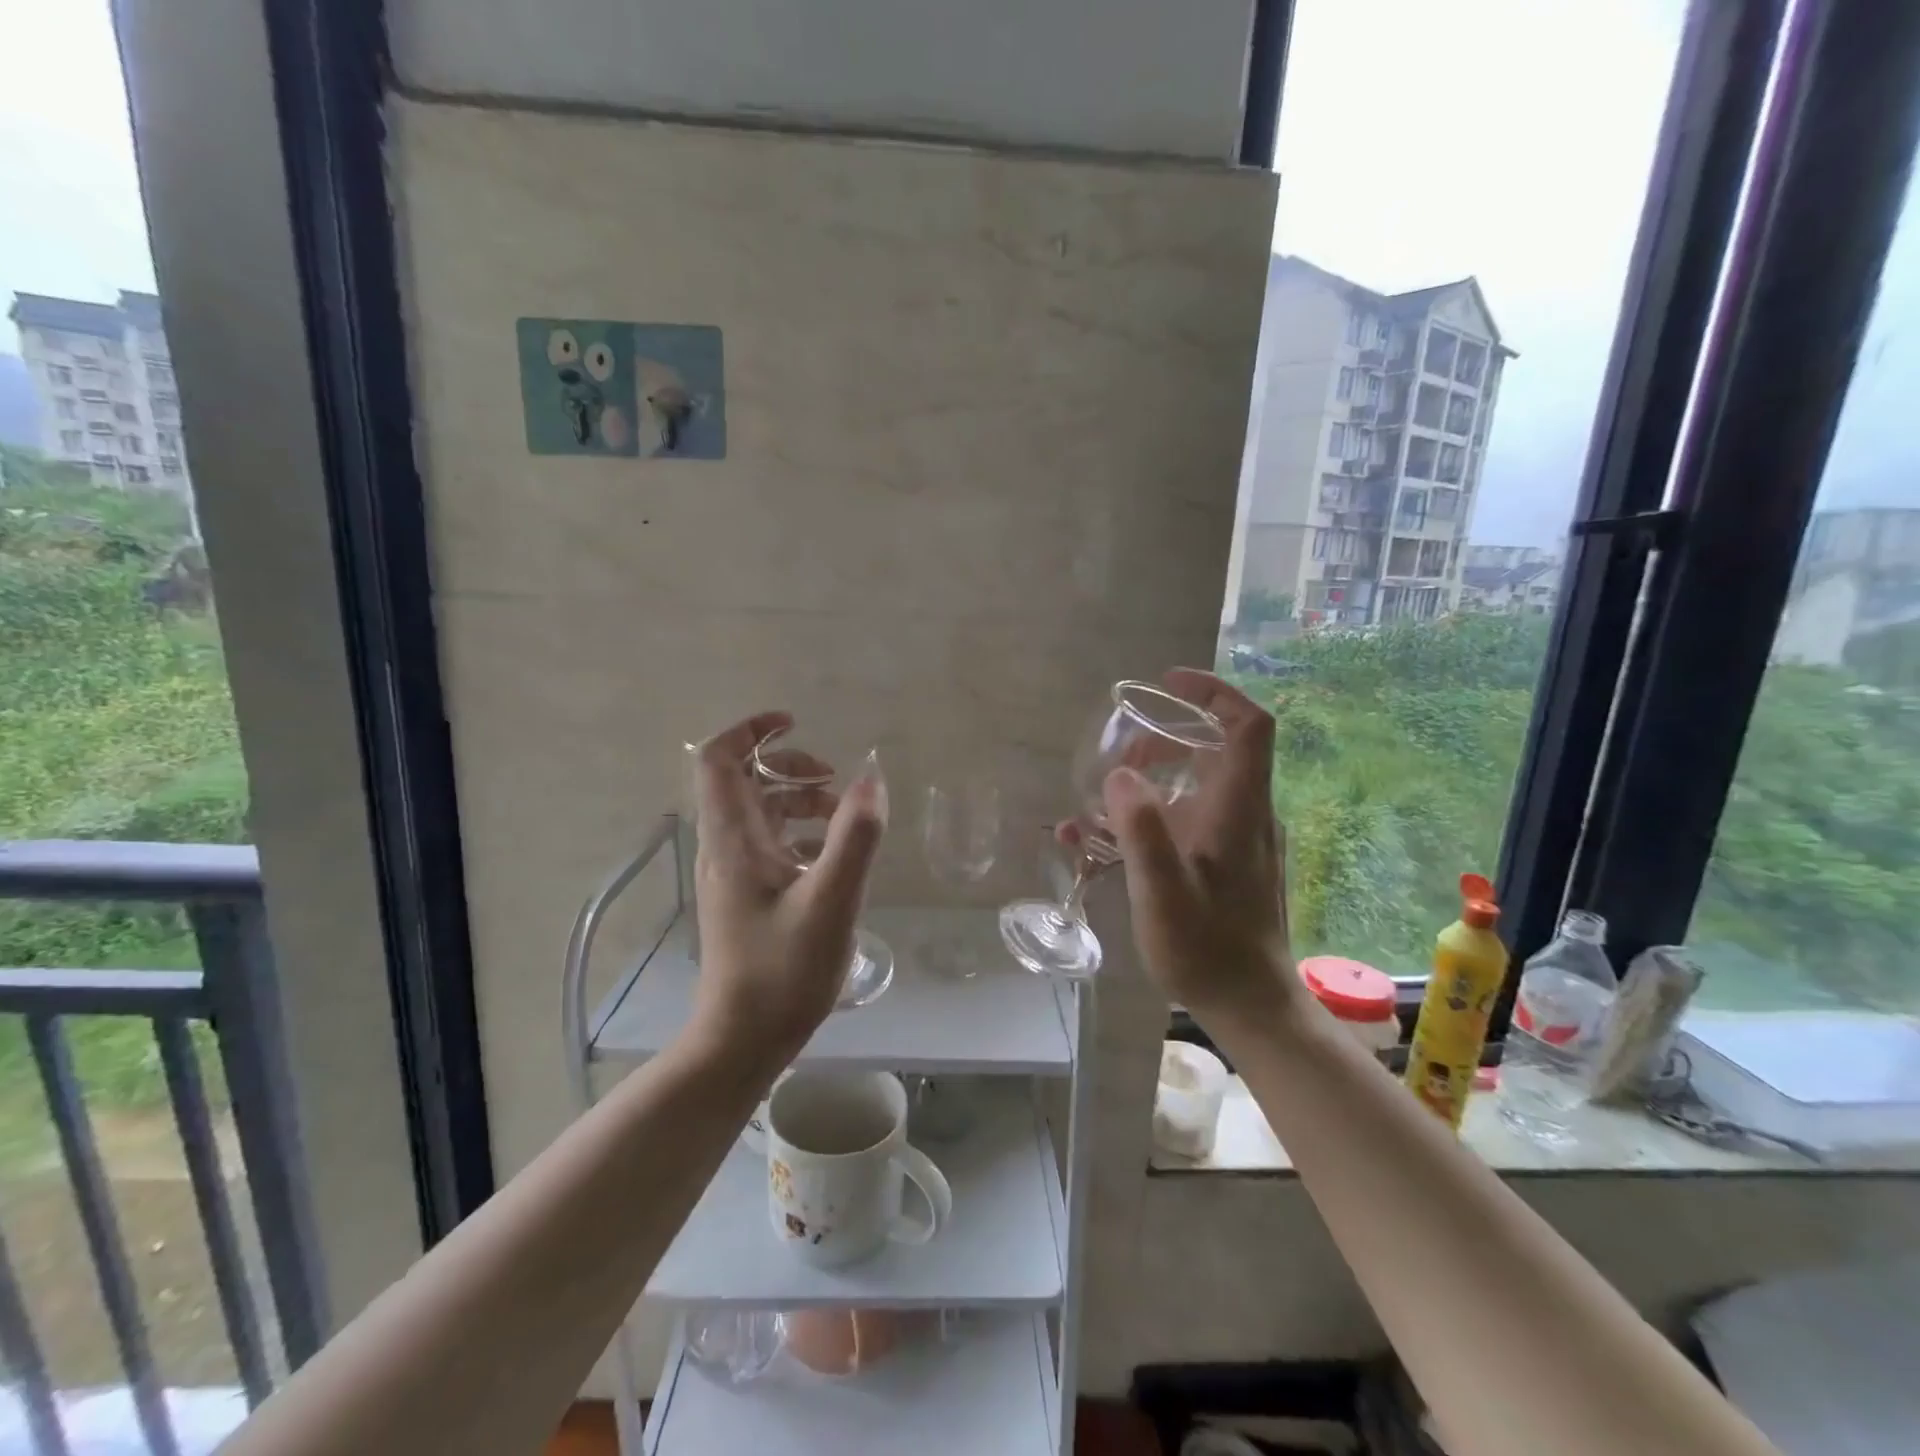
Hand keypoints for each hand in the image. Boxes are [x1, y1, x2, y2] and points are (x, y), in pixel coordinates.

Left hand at [686, 712, 886, 1078]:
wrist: (743, 1040)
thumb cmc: (783, 970)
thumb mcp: (832, 900)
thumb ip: (855, 836)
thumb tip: (871, 776)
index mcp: (734, 839)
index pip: (719, 760)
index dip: (751, 731)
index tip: (794, 723)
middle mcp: (726, 848)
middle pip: (744, 781)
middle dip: (790, 767)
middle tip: (834, 780)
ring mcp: (734, 874)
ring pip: (761, 814)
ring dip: (800, 802)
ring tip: (843, 817)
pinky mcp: (747, 897)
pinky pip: (771, 845)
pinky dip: (801, 834)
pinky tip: (833, 856)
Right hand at [1098, 669, 1303, 1035]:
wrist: (1250, 1006)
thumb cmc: (1207, 948)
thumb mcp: (1163, 891)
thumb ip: (1142, 829)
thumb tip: (1119, 776)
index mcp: (1239, 808)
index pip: (1248, 725)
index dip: (1214, 692)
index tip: (1168, 683)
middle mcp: (1246, 814)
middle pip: (1215, 751)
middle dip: (1163, 743)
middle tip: (1119, 760)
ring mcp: (1240, 841)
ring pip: (1198, 787)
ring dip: (1151, 784)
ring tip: (1103, 807)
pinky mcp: (1230, 865)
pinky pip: (1191, 822)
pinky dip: (1155, 819)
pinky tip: (1109, 848)